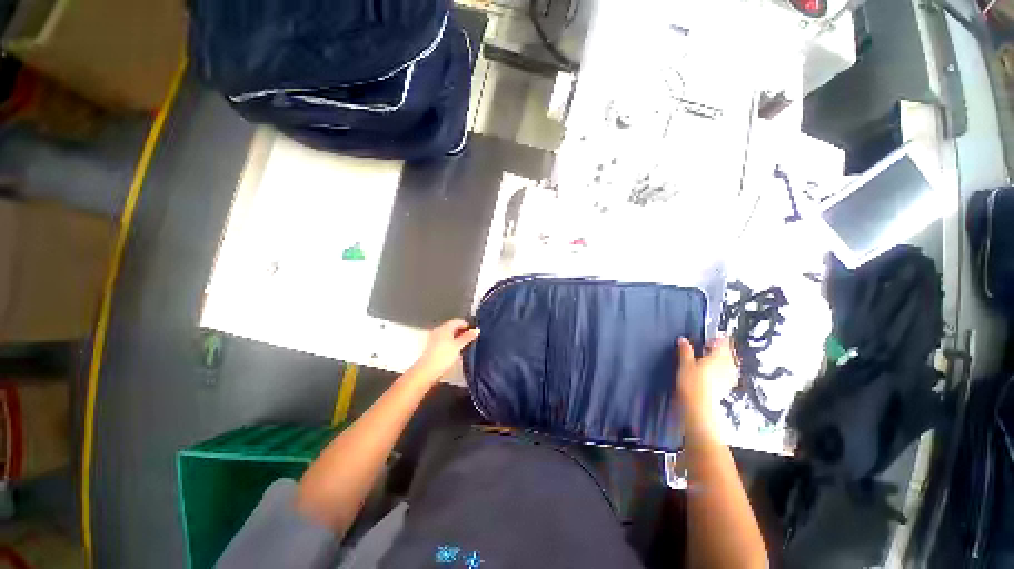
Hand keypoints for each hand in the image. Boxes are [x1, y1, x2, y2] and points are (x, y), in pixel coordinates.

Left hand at [413, 319, 480, 379]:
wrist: (427, 371)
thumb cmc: (443, 356)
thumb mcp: (458, 346)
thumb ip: (467, 337)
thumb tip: (476, 330)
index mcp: (445, 327)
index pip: (458, 321)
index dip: (467, 325)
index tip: (474, 331)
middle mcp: (438, 330)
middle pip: (453, 327)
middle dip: (462, 331)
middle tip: (471, 338)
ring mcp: (434, 338)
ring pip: (449, 334)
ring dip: (457, 337)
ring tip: (465, 344)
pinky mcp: (433, 346)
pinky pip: (445, 340)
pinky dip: (451, 342)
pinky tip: (456, 350)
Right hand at [676, 337, 737, 441]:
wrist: (699, 406)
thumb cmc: (692, 382)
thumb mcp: (685, 363)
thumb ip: (685, 350)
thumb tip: (683, 339)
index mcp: (719, 356)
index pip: (724, 342)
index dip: (719, 338)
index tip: (711, 337)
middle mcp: (728, 365)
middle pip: (729, 353)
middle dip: (721, 349)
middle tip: (710, 347)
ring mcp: (729, 377)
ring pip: (729, 364)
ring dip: (722, 360)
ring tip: (711, 360)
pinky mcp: (726, 387)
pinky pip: (727, 375)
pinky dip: (722, 371)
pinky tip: (714, 374)